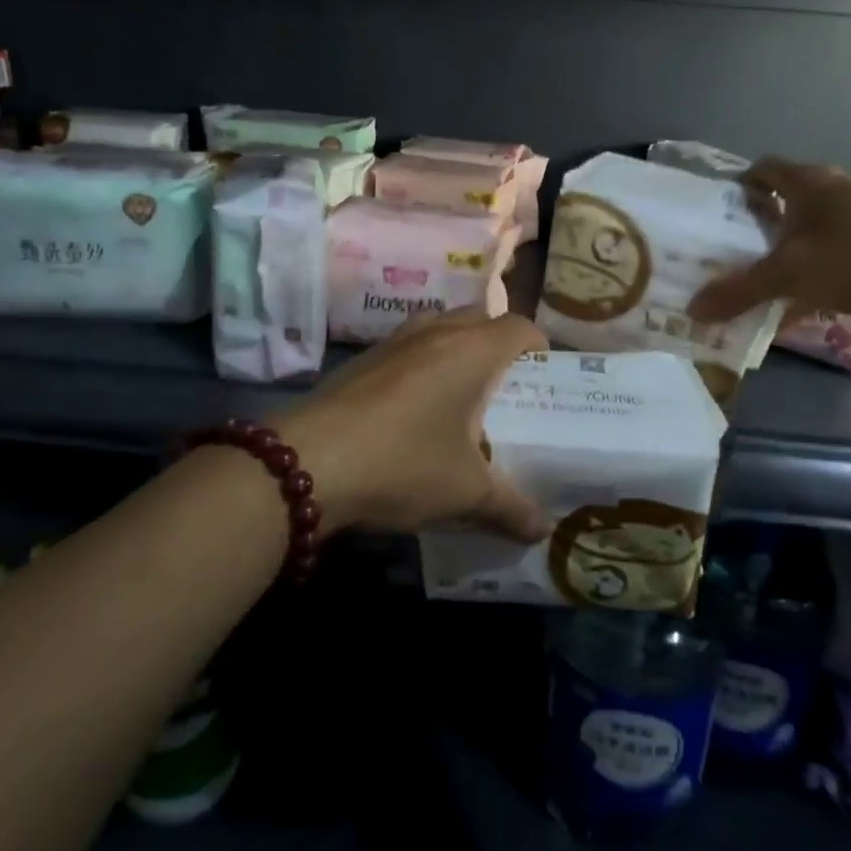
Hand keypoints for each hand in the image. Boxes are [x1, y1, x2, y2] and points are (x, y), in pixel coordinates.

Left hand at [273, 310, 549, 540]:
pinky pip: (407, 347)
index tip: (544, 373)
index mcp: (472, 351)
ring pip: (439, 327)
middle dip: (498, 345)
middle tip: (506, 387)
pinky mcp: (362, 359)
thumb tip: (543, 530)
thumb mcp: (464, 493)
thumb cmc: (403, 463)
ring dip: (456, 349)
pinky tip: (414, 408)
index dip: (538, 345)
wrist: (307, 462)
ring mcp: (393, 341)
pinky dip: (422, 363)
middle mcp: (435, 332)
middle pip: (479, 320)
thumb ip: (510, 508)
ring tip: (462, 393)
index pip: (519, 326)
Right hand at [687, 159, 850, 328]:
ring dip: (783, 258)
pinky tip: (789, 311)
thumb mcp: (788, 274)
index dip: (740, 184)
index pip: (766, 169)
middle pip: (786, 205)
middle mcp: (835, 197)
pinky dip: (808, 284)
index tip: (718, 209)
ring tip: (751, 282)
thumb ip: (739, 291)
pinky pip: (829, 267)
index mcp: (811, 184)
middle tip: (725, 252)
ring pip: (808, 239)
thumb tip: (692, 310)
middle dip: (756, 227)